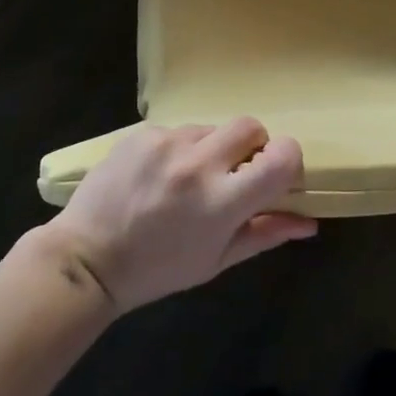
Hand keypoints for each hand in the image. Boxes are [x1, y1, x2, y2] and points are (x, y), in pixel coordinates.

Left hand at [48, 119, 315, 311]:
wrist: (87, 258)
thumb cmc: (158, 269)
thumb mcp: (216, 260)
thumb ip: (265, 234)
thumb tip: (309, 222)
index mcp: (222, 201)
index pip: (281, 157)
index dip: (287, 160)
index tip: (276, 174)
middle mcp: (198, 163)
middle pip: (250, 126)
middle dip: (251, 146)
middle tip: (233, 174)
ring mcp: (167, 142)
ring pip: (211, 128)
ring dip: (211, 149)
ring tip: (186, 181)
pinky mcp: (142, 132)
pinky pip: (177, 130)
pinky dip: (178, 149)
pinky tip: (158, 176)